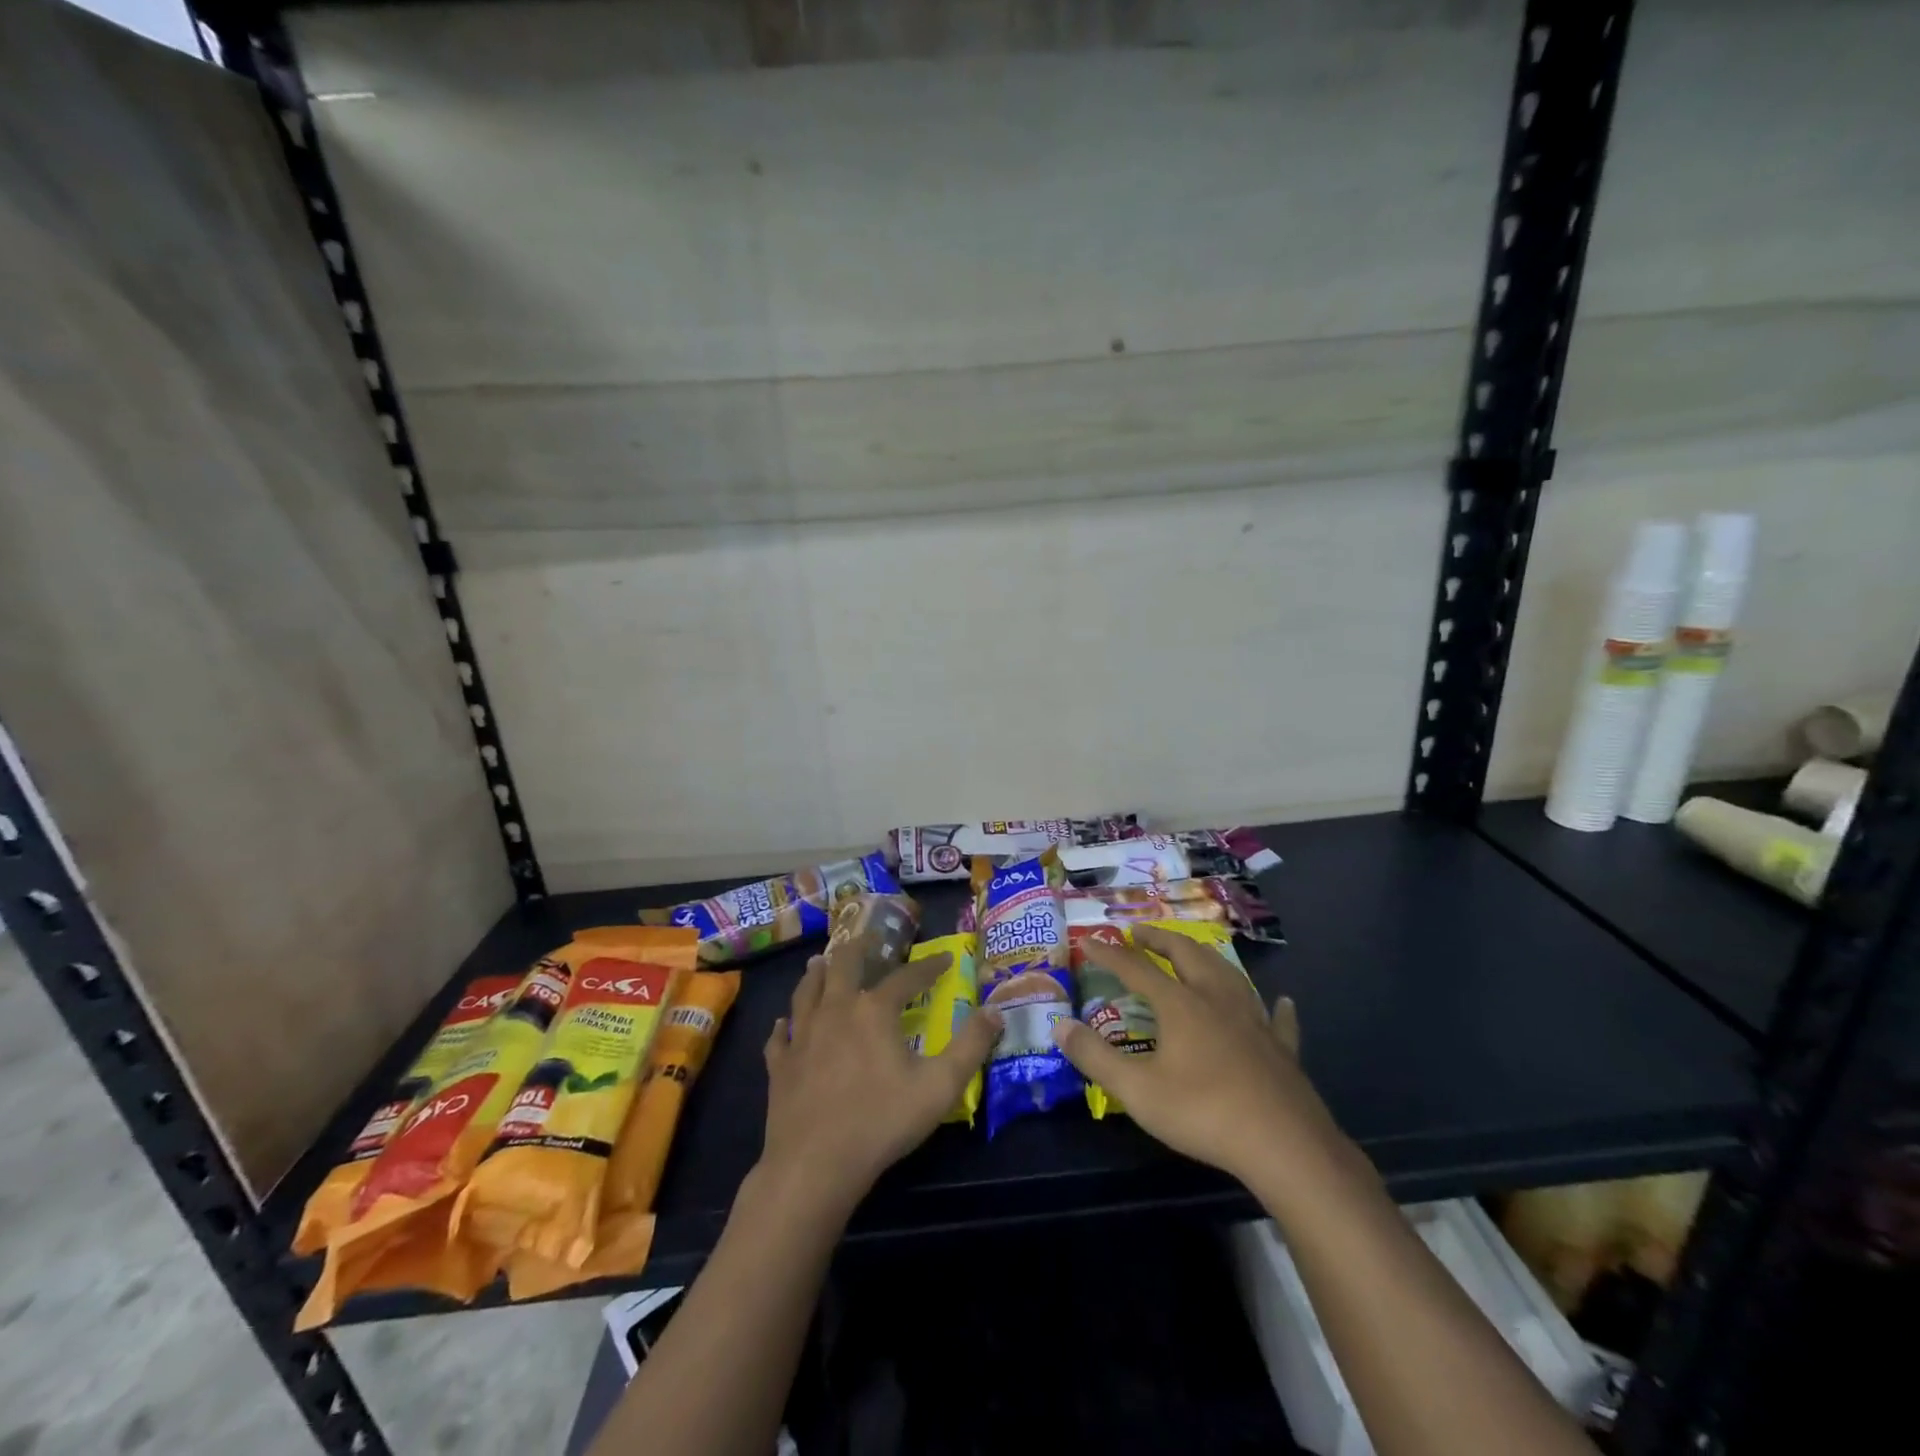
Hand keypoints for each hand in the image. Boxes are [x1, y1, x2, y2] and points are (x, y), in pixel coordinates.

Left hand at [759, 945, 1000, 1215]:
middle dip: (859, 947)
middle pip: (844, 965)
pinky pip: (781, 1035)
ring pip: (807, 991)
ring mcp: (803, 1036)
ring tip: (821, 961)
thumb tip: (996, 1010)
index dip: (928, 966)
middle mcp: (836, 1010)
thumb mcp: (940, 1086)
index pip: (906, 976)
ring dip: (816, 973)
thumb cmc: (882, 1121)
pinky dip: (785, 1024)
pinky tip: (785, 1023)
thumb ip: (971, 1046)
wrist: (814, 1164)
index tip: (945, 958)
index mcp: (874, 1010)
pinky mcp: (780, 1065)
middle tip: (867, 937)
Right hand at [1052, 926, 1340, 1186]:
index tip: (1088, 940)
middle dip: (1160, 940)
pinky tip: (1281, 1001)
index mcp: (1179, 1004)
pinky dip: (1275, 1006)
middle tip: (1140, 932)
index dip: (1109, 953)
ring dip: (1206, 957)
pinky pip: (1277, 1018)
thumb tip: (1060, 1026)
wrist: (1284, 1144)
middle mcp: (1216, 999)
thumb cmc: (1203, 1112)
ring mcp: (1253, 1020)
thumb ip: (1095, 1056)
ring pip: (1228, 974)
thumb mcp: (1136, 1090)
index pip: (1136, 968)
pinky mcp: (1281, 1047)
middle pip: (1186, 956)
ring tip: (1193, 952)